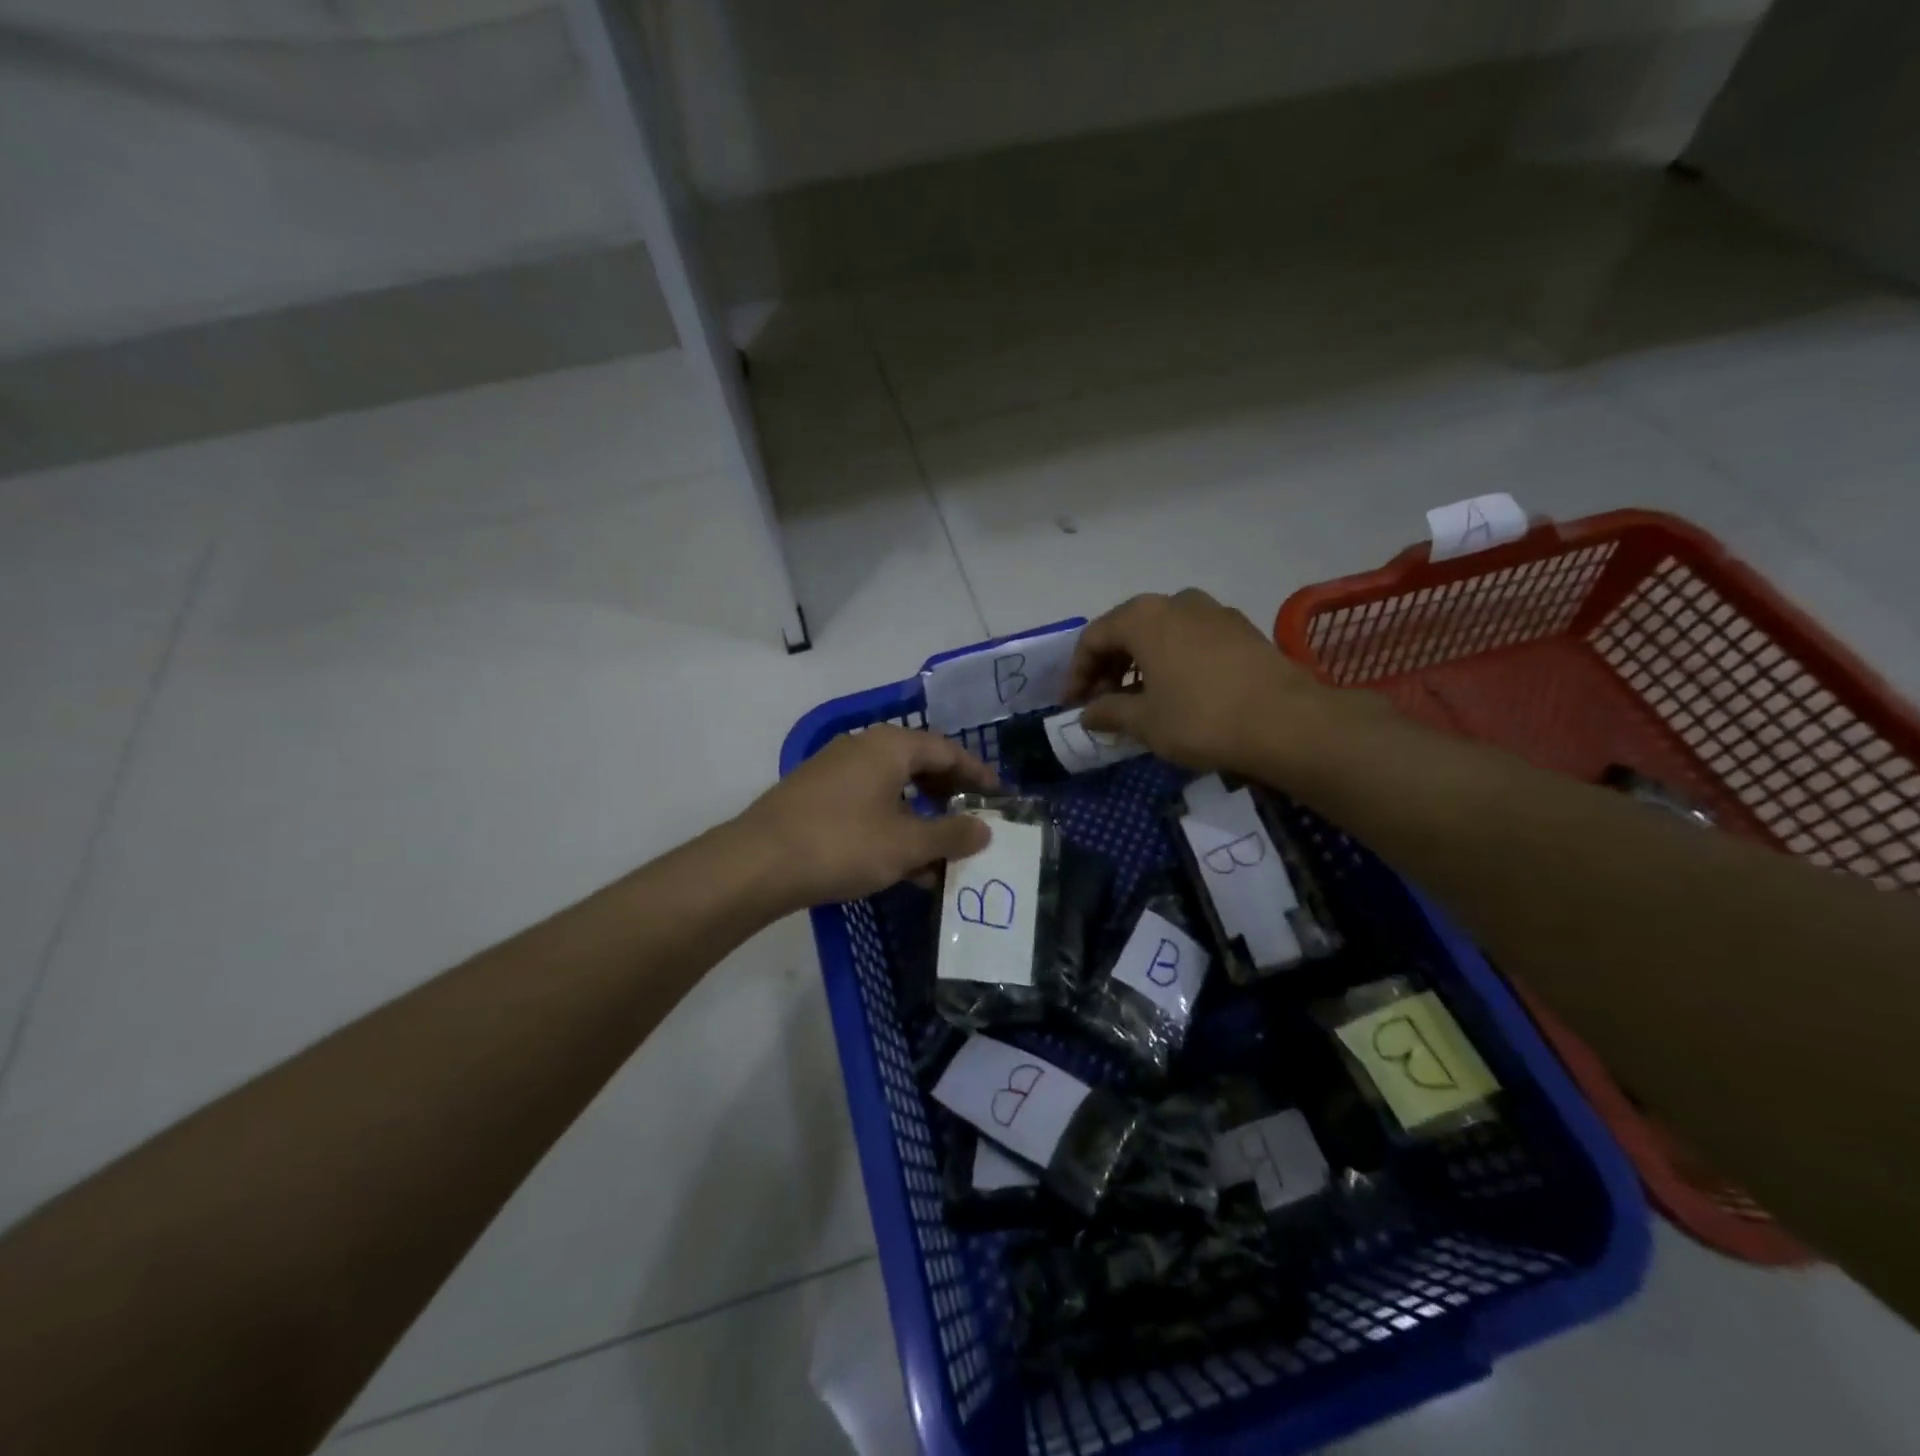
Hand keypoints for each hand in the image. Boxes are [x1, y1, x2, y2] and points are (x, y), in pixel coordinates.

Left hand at [740, 725, 1001, 909]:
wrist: (758, 863)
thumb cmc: (843, 844)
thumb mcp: (906, 844)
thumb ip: (951, 834)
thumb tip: (985, 828)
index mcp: (890, 746)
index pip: (947, 750)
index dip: (977, 774)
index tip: (1000, 797)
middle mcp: (863, 747)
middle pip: (919, 765)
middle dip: (948, 796)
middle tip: (973, 822)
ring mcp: (835, 771)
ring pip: (893, 789)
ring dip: (921, 819)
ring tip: (942, 854)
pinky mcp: (816, 796)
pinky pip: (868, 804)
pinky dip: (892, 826)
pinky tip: (902, 864)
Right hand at [1068, 589, 1353, 773]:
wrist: (1287, 722)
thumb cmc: (1201, 718)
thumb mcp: (1145, 722)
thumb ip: (1108, 712)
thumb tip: (1087, 713)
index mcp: (1143, 617)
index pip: (1093, 638)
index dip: (1077, 673)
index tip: (1073, 705)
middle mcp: (1175, 602)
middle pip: (1126, 629)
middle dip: (1107, 666)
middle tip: (1102, 701)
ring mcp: (1212, 611)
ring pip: (1160, 632)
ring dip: (1140, 662)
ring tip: (1137, 699)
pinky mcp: (1240, 628)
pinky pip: (1190, 638)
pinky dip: (1171, 660)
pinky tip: (1176, 691)